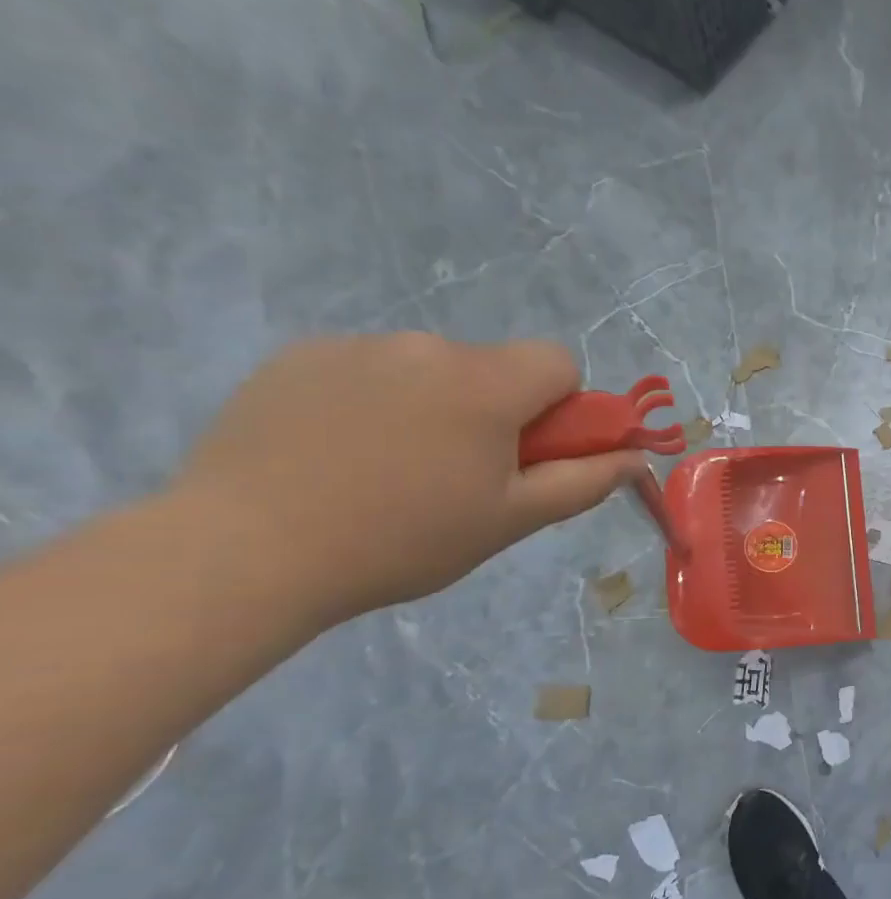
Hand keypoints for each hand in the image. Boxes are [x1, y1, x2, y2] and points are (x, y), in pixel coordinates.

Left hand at [173, 334, 647, 624]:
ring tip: (391, 470)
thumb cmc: (404, 539)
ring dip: (435, 406)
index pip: (558, 361)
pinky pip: (369, 370)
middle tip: (461, 476)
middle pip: (494, 368)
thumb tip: (636, 458)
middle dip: (496, 411)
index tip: (531, 452)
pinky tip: (339, 454)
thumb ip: (585, 481)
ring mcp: (356, 346)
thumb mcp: (513, 519)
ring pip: (430, 369)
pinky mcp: (297, 357)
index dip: (561, 406)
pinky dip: (374, 402)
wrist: (245, 551)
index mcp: (486, 383)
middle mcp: (426, 347)